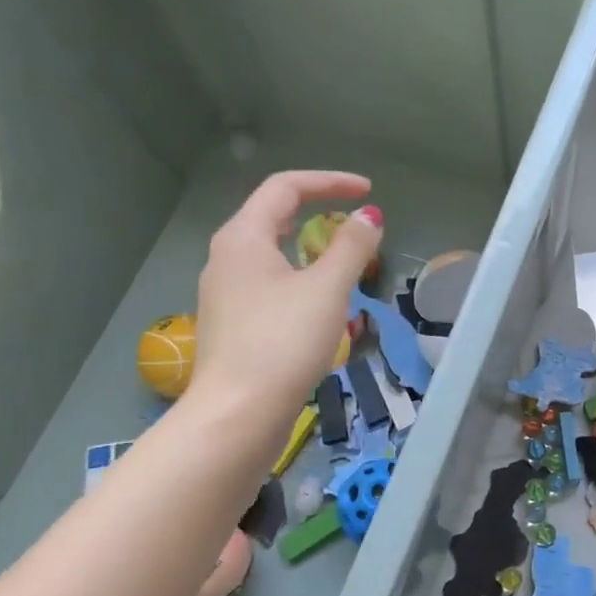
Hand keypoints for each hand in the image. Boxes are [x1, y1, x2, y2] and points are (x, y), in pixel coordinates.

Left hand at [189, 171, 382, 436]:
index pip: (285, 188)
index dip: (329, 182)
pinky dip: (299, 279)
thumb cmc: (283, 342)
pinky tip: (320, 305)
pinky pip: (269, 284)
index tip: (367, 192)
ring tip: (343, 264)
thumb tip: (370, 216)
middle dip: (317, 212)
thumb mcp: (327, 289)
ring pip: (271, 254)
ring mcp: (226, 293)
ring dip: (310, 249)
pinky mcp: (233, 324)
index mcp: (243, 238)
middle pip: (273, 217)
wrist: (238, 413)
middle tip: (355, 225)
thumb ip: (351, 247)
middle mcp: (226, 258)